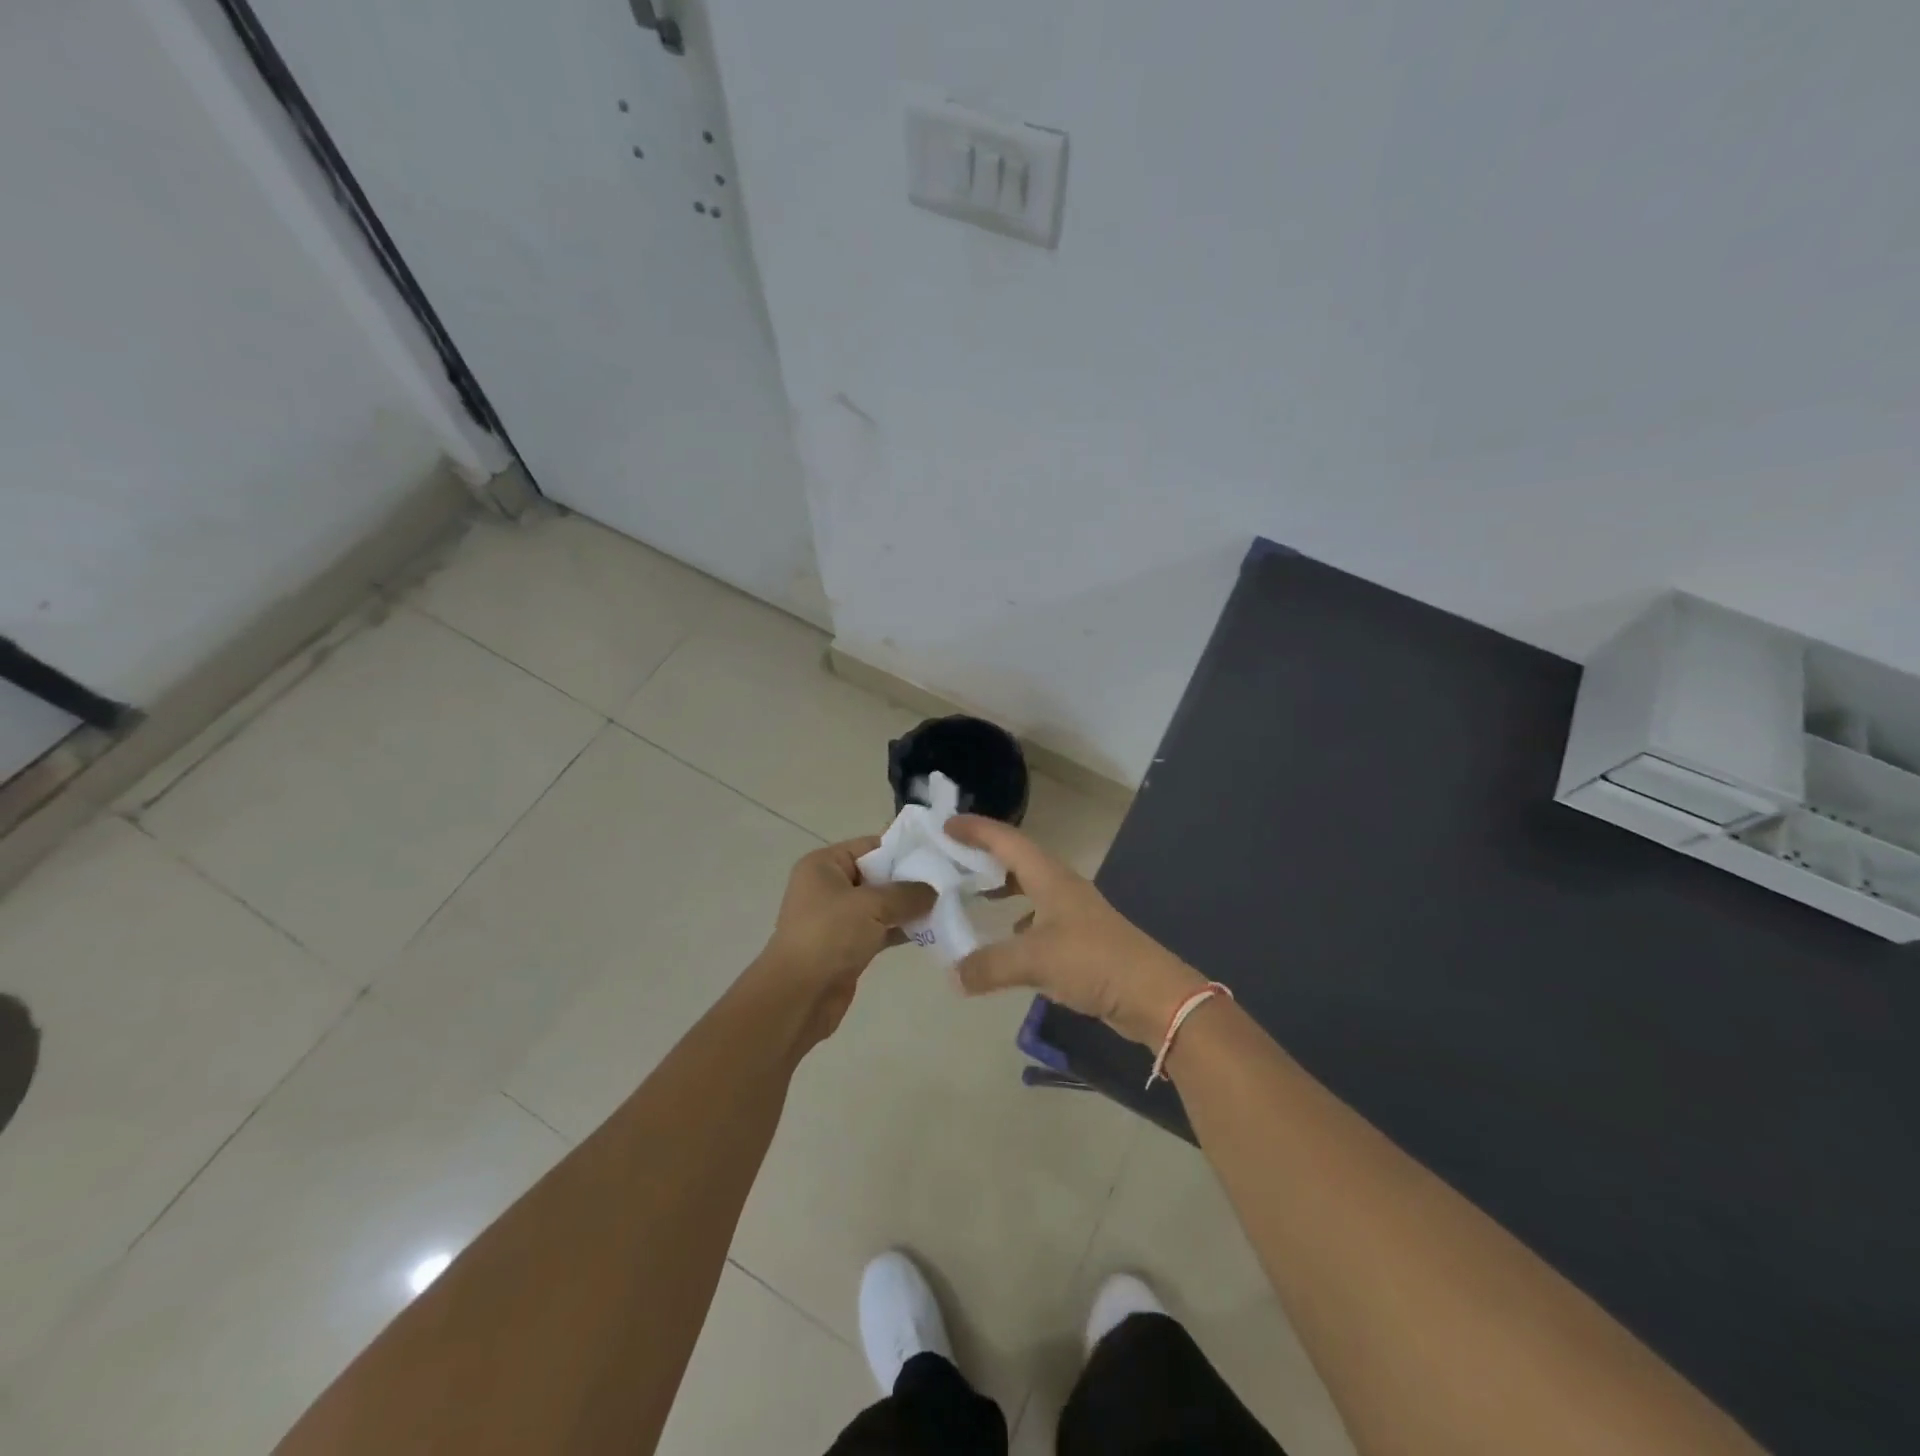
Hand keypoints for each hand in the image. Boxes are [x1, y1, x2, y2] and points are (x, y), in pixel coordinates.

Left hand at [749, 838, 934, 1044]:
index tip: (940, 854)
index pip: (870, 846)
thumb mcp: (871, 906)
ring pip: (881, 905)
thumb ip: (907, 893)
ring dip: (909, 907)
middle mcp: (829, 887)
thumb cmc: (829, 936)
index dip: (904, 849)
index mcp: (824, 865)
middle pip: (878, 875)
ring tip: (947, 904)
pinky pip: (880, 929)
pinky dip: (901, 930)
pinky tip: (931, 931)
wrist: (798, 996)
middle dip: (911, 880)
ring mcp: (837, 918)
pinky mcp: (847, 946)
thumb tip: (934, 890)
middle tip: (950, 880)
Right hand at [945, 816, 1206, 1046]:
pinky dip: (1016, 923)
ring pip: (1029, 889)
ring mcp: (1073, 914)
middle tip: (950, 860)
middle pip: (1018, 861)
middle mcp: (1061, 888)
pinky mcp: (1080, 940)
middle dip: (985, 857)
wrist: (1152, 994)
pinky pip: (1038, 920)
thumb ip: (989, 966)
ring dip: (1001, 888)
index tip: (946, 825)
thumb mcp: (1035, 960)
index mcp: (1050, 878)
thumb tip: (952, 975)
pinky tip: (1005, 940)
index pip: (1008, 841)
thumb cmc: (1093, 961)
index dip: (977, 830)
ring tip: (971, 896)